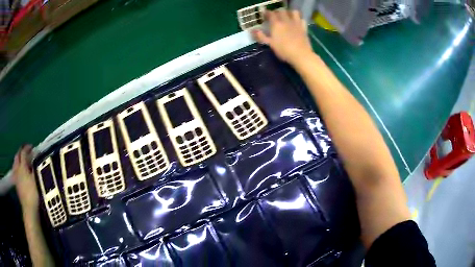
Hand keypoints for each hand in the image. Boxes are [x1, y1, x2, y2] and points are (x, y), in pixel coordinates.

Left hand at [13, 145, 38, 215]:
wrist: (29, 209)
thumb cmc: (33, 193)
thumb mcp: (36, 179)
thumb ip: (36, 167)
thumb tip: (37, 158)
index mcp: (22, 166)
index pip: (23, 152)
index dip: (27, 148)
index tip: (32, 147)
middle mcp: (17, 168)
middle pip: (17, 156)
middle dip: (21, 152)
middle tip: (26, 152)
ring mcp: (16, 177)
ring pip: (15, 163)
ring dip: (18, 159)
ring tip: (22, 161)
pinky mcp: (16, 184)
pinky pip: (15, 171)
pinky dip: (17, 168)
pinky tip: (20, 172)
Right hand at [252, 10, 313, 66]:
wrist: (301, 55)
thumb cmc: (284, 50)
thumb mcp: (270, 44)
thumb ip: (261, 36)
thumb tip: (253, 30)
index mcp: (276, 24)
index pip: (270, 14)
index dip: (267, 13)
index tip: (264, 16)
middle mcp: (286, 21)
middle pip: (281, 11)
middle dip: (277, 12)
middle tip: (275, 17)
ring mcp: (296, 23)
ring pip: (293, 12)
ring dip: (289, 13)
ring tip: (287, 17)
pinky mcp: (304, 28)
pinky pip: (302, 19)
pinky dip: (299, 19)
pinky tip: (297, 23)